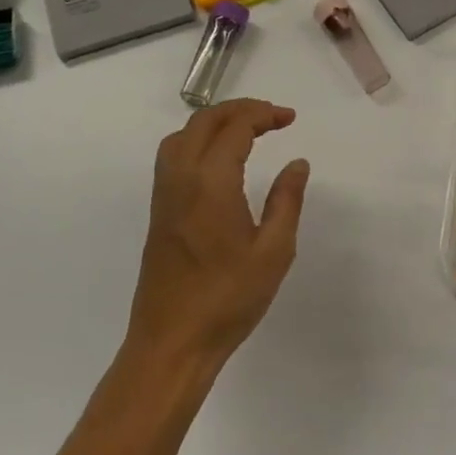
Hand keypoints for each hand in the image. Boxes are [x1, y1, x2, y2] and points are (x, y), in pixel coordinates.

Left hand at [126, 99, 309, 367]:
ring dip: (215, 122)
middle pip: (204, 120)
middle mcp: (181, 178)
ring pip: (183, 134)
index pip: (235, 127)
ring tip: (247, 131)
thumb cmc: (227, 300)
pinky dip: (198, 139)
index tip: (290, 119)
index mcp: (211, 182)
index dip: (264, 114)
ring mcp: (164, 194)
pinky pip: (173, 155)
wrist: (171, 344)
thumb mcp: (274, 251)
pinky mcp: (158, 211)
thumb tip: (297, 163)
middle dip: (240, 109)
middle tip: (272, 117)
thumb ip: (286, 200)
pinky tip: (219, 159)